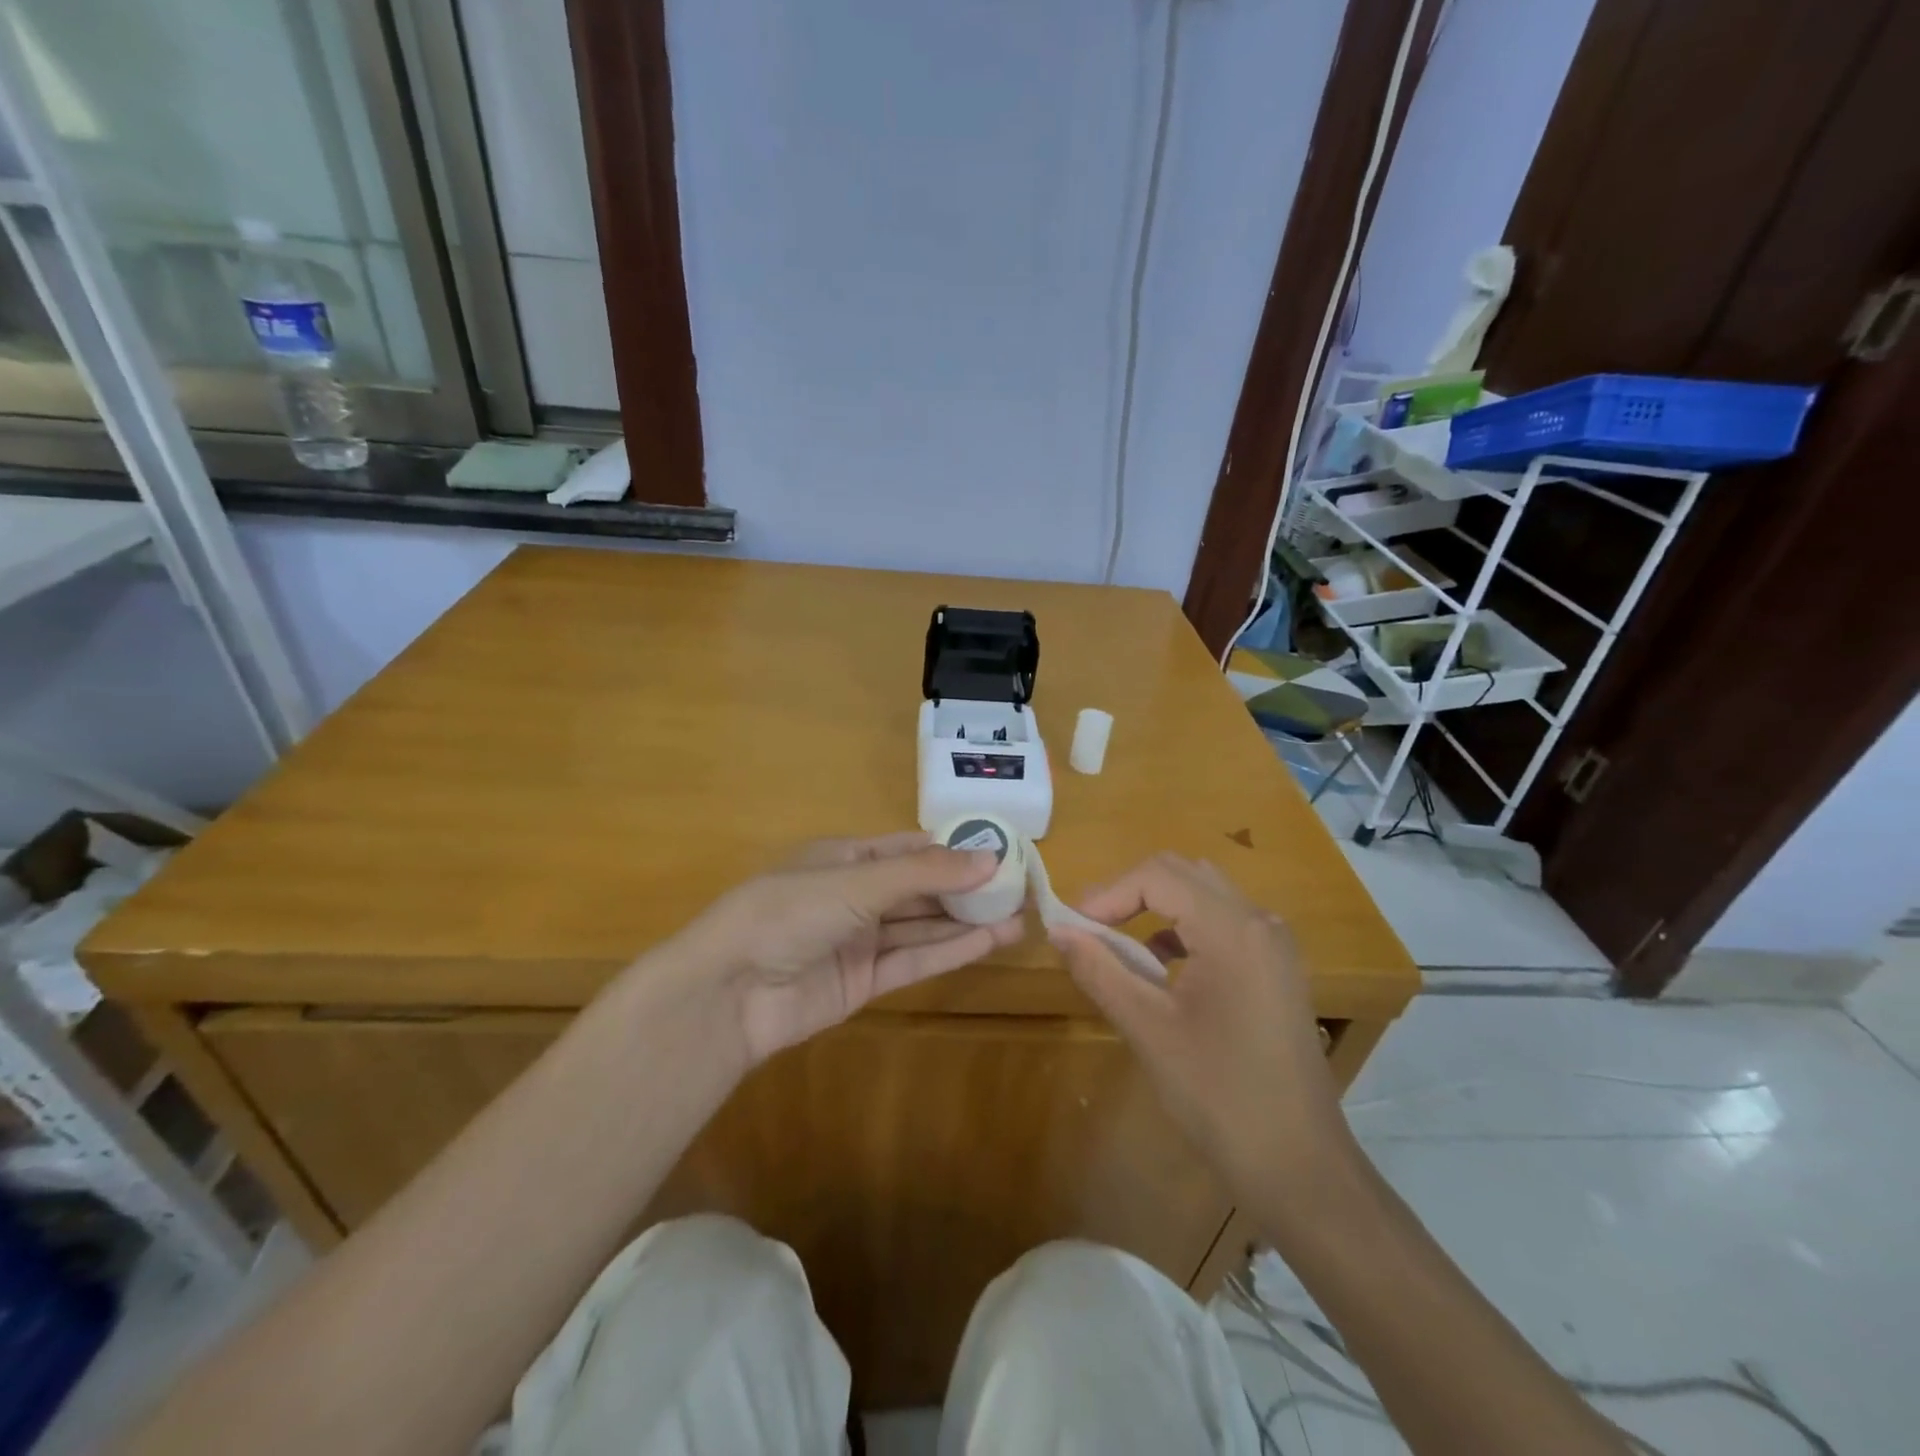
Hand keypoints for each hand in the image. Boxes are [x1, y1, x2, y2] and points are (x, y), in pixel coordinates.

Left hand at [677, 832, 1022, 1069]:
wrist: (729, 992)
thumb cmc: (790, 912)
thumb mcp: (858, 881)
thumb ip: (924, 873)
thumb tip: (990, 858)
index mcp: (845, 857)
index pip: (909, 848)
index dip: (953, 849)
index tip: (1000, 850)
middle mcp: (854, 895)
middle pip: (920, 888)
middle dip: (966, 888)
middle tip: (1019, 888)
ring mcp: (859, 940)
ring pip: (921, 926)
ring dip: (966, 922)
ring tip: (1017, 917)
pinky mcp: (862, 983)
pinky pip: (912, 960)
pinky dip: (948, 951)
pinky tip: (987, 942)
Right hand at [1049, 854, 1355, 1204]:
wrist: (1300, 1167)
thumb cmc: (1219, 1095)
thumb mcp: (1148, 1028)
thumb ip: (1100, 969)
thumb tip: (1058, 931)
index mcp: (1232, 929)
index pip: (1158, 876)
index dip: (1108, 893)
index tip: (1072, 926)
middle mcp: (1259, 922)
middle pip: (1183, 874)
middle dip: (1130, 892)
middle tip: (1089, 927)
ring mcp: (1274, 945)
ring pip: (1204, 895)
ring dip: (1156, 908)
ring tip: (1116, 944)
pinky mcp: (1276, 968)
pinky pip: (1222, 923)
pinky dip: (1183, 929)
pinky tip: (1160, 967)